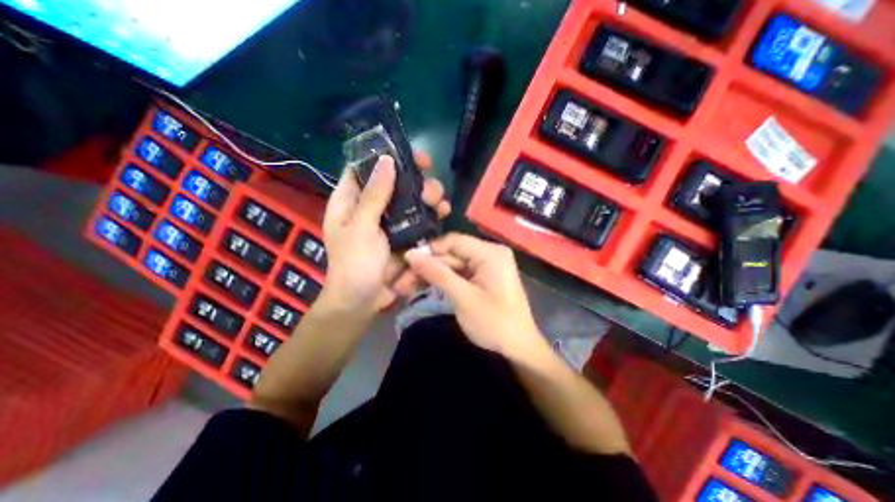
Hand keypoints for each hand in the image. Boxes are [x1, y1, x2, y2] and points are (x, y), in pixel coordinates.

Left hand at [321, 154, 447, 314]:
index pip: (365, 167)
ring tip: (440, 203)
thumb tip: (386, 161)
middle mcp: (371, 206)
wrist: (363, 301)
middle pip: (395, 182)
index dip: (385, 157)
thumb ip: (374, 196)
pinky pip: (420, 218)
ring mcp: (391, 221)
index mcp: (351, 201)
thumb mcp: (361, 228)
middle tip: (431, 189)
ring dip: (429, 197)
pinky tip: (443, 214)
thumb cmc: (354, 264)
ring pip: (411, 199)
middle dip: (416, 180)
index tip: (411, 155)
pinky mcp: (405, 235)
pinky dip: (432, 214)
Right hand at [405, 234, 544, 357]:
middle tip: (400, 283)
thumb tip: (411, 254)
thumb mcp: (463, 297)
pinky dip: (442, 282)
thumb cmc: (494, 323)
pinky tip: (423, 288)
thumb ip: (437, 273)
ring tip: (405, 287)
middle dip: (426, 267)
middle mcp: (488, 254)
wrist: (518, 350)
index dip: (429, 250)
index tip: (405, 262)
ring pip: (452, 265)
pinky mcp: (482, 279)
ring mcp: (486, 267)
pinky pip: (458, 275)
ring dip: (431, 276)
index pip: (453, 241)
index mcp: (490, 252)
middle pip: (451, 254)